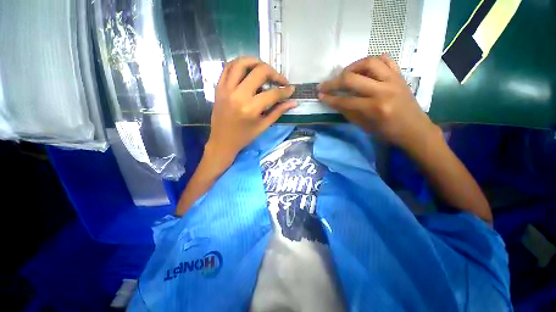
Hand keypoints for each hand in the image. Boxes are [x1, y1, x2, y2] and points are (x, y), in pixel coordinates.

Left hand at [206, 57, 295, 165]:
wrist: (222, 141)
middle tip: (280, 80)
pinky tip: (248, 69)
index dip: (285, 90)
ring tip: (265, 69)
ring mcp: (226, 89)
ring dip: (256, 62)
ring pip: (241, 63)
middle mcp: (238, 95)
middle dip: (274, 73)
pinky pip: (228, 67)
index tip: (291, 89)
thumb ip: (278, 112)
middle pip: (259, 71)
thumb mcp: (263, 126)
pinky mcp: (219, 87)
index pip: (272, 93)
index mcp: (250, 109)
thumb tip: (293, 102)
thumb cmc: (244, 137)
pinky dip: (240, 64)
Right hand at [318, 54, 439, 151]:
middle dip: (333, 82)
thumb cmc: (388, 132)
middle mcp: (383, 91)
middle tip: (324, 85)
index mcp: (374, 108)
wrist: (414, 129)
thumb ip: (349, 112)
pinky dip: (373, 61)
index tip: (320, 96)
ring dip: (352, 66)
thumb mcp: (364, 126)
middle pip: (352, 79)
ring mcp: (393, 80)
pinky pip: (386, 60)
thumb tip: (335, 102)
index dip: (330, 98)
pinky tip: (364, 68)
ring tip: (344, 74)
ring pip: (369, 62)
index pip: (345, 100)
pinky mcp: (400, 76)